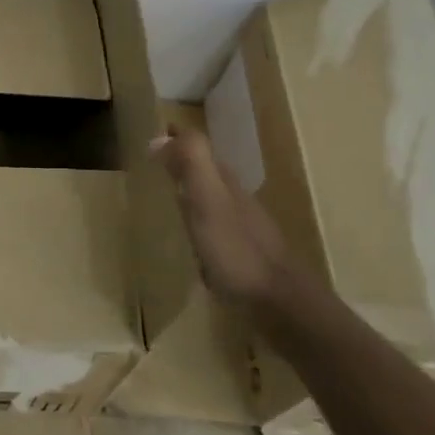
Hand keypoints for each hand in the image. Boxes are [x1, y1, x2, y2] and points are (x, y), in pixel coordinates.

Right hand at [152, 125, 308, 310]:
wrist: (278, 301)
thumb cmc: (236, 249)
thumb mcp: (208, 199)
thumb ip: (191, 163)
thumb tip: (160, 135)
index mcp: (224, 182)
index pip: (198, 148)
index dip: (178, 139)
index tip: (155, 132)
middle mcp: (235, 197)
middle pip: (206, 169)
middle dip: (183, 160)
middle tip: (156, 161)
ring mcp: (242, 225)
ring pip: (211, 196)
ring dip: (191, 188)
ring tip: (167, 193)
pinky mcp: (242, 252)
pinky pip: (214, 223)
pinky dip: (198, 218)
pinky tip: (190, 234)